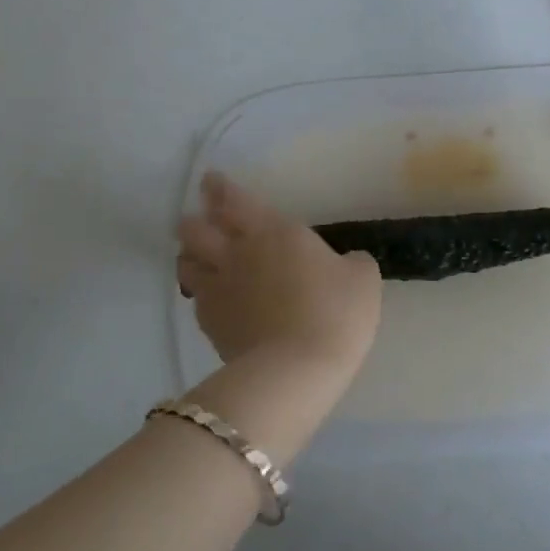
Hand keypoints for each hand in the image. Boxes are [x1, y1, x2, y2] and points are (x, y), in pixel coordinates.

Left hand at [177, 173, 382, 378]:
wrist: (297, 370)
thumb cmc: (335, 312)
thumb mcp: (362, 279)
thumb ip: (351, 262)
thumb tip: (347, 263)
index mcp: (275, 231)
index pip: (236, 200)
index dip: (220, 188)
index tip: (211, 180)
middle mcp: (238, 253)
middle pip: (197, 228)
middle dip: (195, 219)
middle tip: (199, 217)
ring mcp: (219, 289)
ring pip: (187, 262)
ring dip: (190, 254)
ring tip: (197, 255)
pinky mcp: (210, 324)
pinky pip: (196, 299)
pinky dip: (200, 292)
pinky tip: (210, 296)